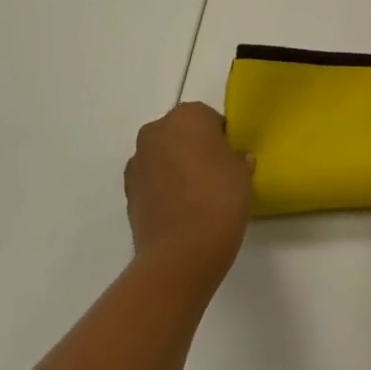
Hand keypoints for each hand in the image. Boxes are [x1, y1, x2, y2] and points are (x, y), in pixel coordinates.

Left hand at [124, 102, 253, 292]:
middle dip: (195, 148)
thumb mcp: (242, 172)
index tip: (231, 158)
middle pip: (182, 133)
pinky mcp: (128, 191)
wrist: (181, 254)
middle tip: (216, 174)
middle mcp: (156, 131)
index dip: (222, 138)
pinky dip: (164, 188)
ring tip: (197, 196)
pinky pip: (152, 180)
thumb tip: (232, 159)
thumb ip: (236, 157)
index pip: (210, 118)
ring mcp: (137, 161)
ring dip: (177, 167)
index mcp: (187, 116)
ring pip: (164, 156)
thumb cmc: (219, 199)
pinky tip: (181, 209)